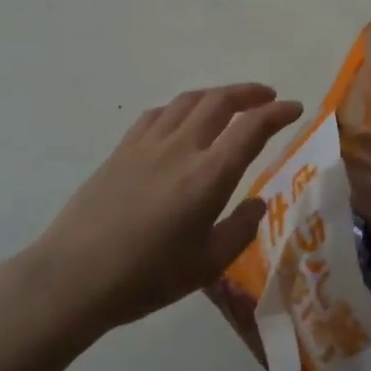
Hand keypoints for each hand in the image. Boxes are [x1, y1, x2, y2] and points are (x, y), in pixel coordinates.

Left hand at [33, 84, 303, 328]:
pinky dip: (181, 107)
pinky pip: (159, 113)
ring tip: (230, 101)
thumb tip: (258, 203)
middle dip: (250, 93)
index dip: (278, 113)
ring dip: (217, 94)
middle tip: (268, 96)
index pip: (252, 128)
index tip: (295, 108)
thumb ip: (240, 230)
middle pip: (220, 101)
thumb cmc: (146, 277)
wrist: (74, 276)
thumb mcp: (207, 266)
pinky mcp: (122, 149)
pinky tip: (183, 119)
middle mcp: (181, 148)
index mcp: (208, 176)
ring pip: (189, 101)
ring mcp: (148, 144)